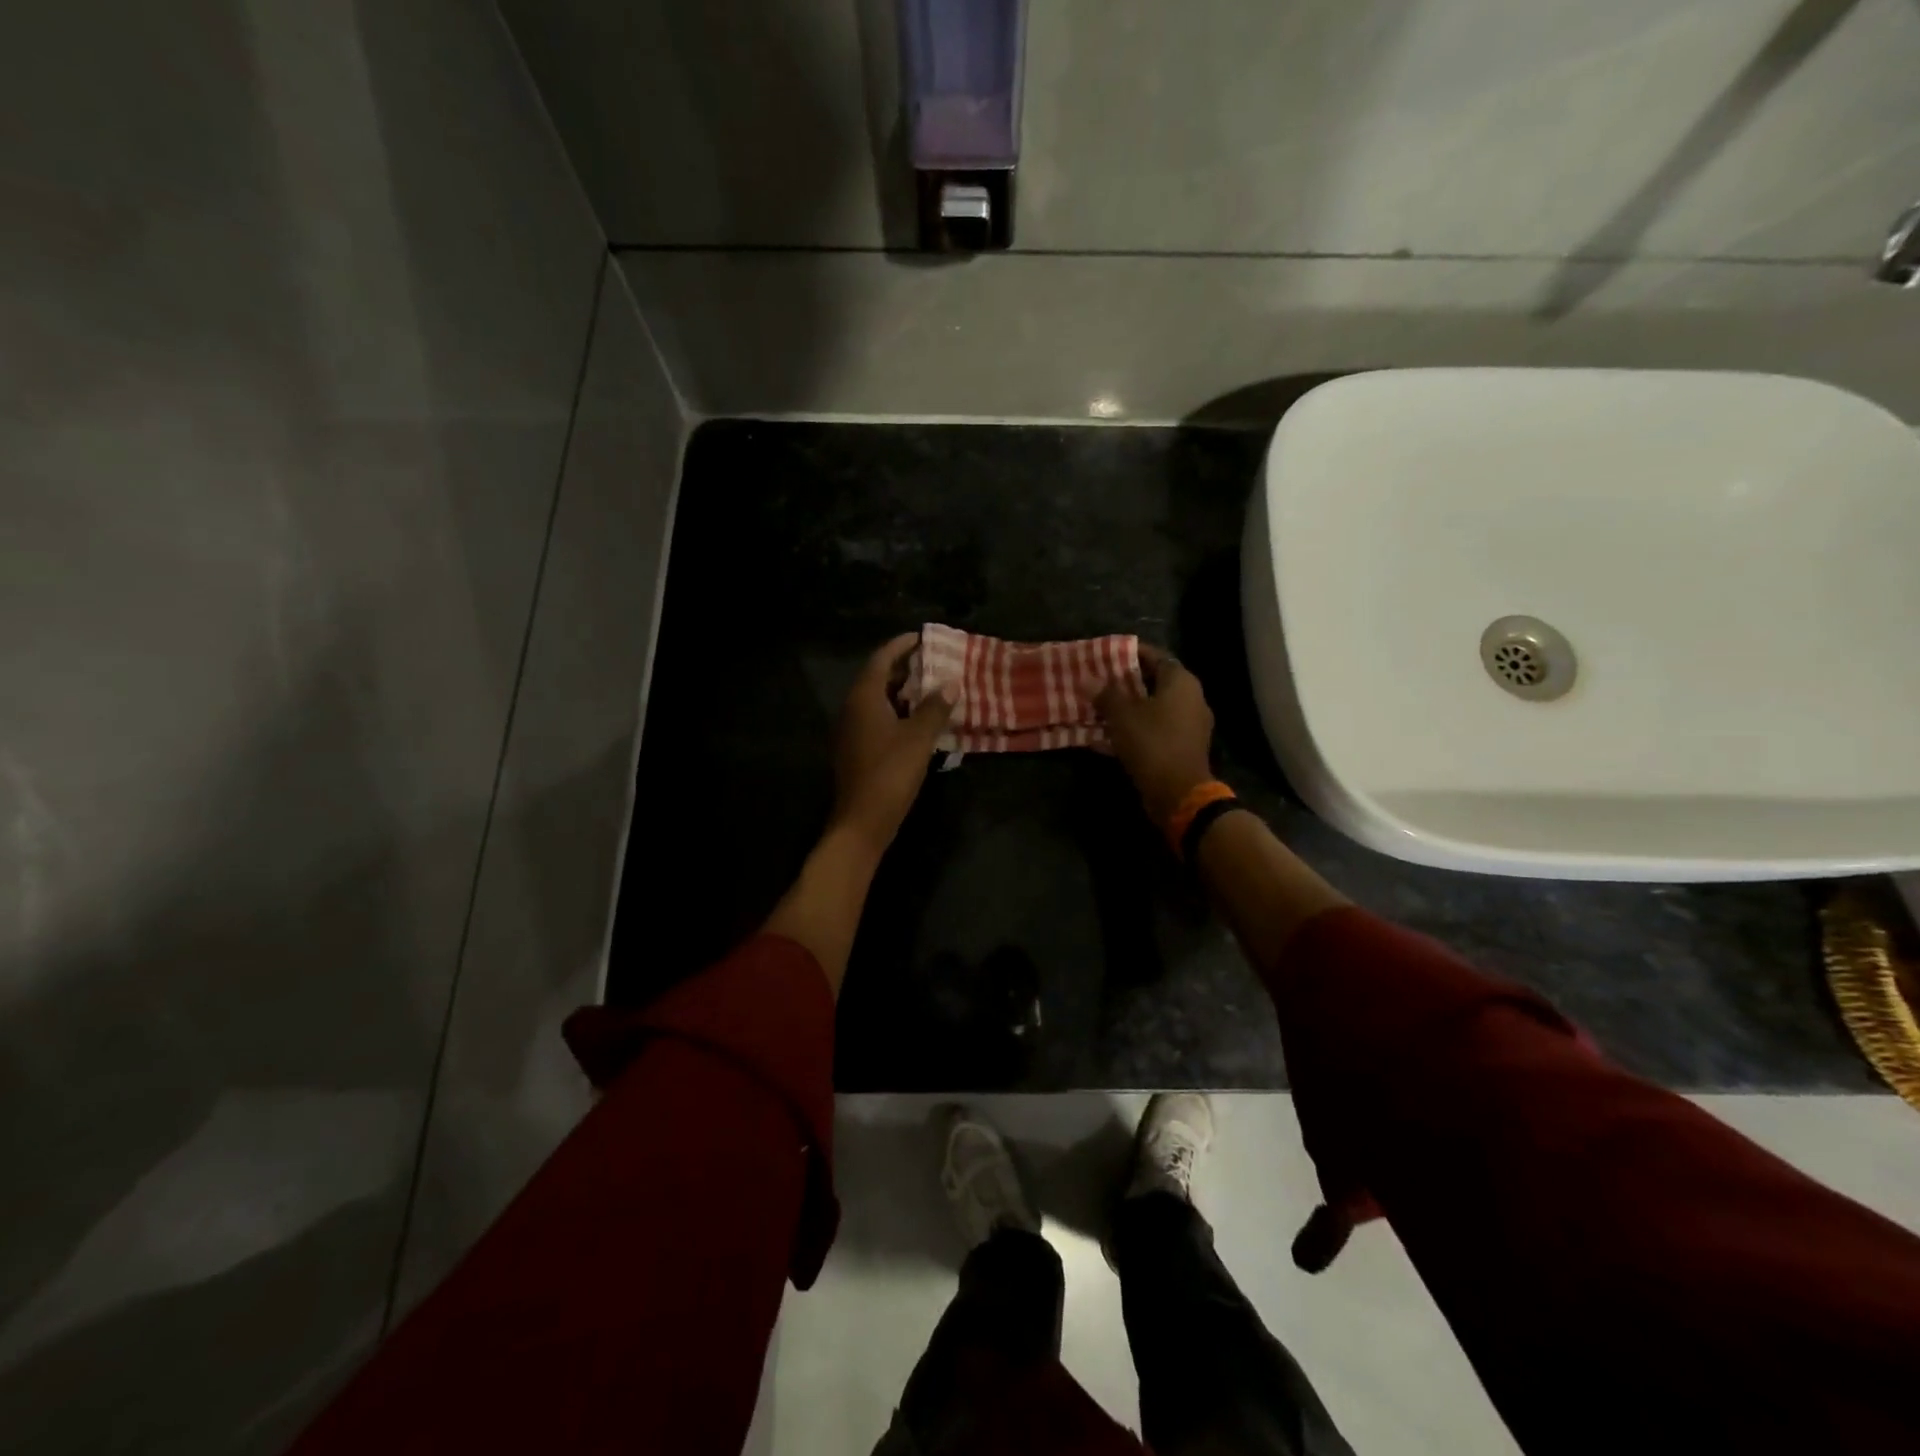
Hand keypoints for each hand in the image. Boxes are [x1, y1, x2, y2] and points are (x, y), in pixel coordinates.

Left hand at [830, 632, 953, 853]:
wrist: (862, 821)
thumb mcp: (919, 738)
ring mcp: (852, 730)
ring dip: (903, 692)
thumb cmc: (890, 773)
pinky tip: (920, 721)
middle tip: (934, 662)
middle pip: (878, 677)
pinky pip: (878, 719)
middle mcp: (852, 708)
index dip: (902, 645)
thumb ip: (935, 708)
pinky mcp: (856, 749)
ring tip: (932, 688)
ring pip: (878, 700)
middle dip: (905, 668)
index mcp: (864, 698)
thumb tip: (951, 682)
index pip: (882, 659)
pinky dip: (898, 713)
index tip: (924, 637)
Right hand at [1096, 645, 1215, 828]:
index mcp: (1181, 682)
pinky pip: (1155, 730)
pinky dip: (1135, 730)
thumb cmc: (1152, 742)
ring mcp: (1190, 725)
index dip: (1132, 653)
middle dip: (1126, 682)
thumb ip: (1105, 694)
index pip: (1157, 656)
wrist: (1178, 792)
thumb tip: (1087, 679)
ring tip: (1099, 708)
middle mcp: (1191, 699)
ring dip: (1128, 708)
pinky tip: (1108, 737)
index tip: (1107, 654)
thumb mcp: (1122, 715)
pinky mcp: (1182, 748)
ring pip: (1154, 709)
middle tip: (1099, 681)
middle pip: (1155, 682)